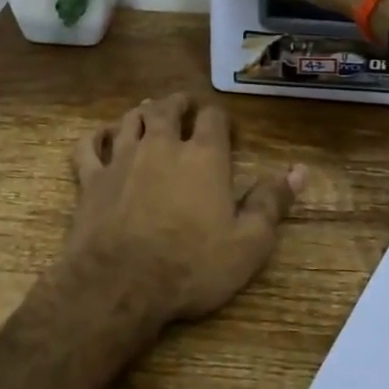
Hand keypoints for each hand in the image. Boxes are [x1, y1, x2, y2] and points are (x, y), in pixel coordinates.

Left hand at [66, 93, 302, 327]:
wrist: (121, 285)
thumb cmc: (192, 265)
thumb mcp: (248, 243)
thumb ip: (271, 202)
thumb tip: (299, 170)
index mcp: (203, 156)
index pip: (213, 117)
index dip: (219, 117)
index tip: (223, 125)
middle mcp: (161, 145)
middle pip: (167, 108)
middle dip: (178, 103)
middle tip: (184, 105)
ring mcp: (122, 159)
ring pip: (130, 120)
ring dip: (141, 112)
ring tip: (148, 110)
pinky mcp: (91, 179)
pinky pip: (89, 146)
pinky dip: (96, 136)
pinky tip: (101, 136)